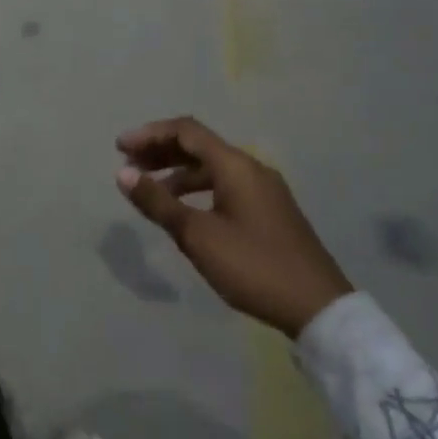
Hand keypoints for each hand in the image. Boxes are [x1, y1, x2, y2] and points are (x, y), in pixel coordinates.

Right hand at [115, 117, 352, 337]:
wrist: (317, 307)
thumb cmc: (253, 266)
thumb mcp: (198, 235)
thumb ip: (158, 202)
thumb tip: (123, 173)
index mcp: (235, 166)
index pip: (186, 132)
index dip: (150, 134)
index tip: (120, 148)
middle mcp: (251, 168)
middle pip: (199, 146)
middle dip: (161, 151)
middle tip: (128, 166)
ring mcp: (264, 189)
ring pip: (212, 167)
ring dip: (178, 172)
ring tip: (149, 190)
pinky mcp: (269, 210)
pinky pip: (225, 185)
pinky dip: (197, 188)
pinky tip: (183, 210)